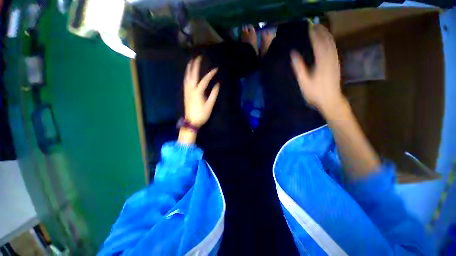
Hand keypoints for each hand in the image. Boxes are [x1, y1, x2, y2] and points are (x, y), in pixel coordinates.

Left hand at [183, 56, 219, 127]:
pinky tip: (187, 74)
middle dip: (195, 65)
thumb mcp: (209, 105)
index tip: (216, 69)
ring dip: (188, 69)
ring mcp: (187, 91)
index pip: (204, 80)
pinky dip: (186, 76)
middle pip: (192, 75)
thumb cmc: (201, 114)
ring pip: (186, 77)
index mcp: (198, 92)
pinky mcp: (185, 94)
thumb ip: (213, 94)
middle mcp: (191, 89)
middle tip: (197, 57)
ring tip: (190, 62)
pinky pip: (185, 82)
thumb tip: (217, 85)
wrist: (191, 121)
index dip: (210, 74)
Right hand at [290, 24, 343, 113]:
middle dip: (322, 32)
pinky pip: (334, 50)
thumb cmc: (315, 93)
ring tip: (322, 30)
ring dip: (327, 36)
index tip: (309, 28)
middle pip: (327, 41)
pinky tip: (328, 42)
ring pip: (332, 44)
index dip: (314, 35)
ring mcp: (335, 61)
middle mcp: (330, 59)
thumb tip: (293, 54)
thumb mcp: (304, 82)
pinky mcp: (336, 65)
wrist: (330, 100)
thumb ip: (299, 67)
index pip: (318, 43)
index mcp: (321, 62)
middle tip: (315, 26)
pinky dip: (331, 43)